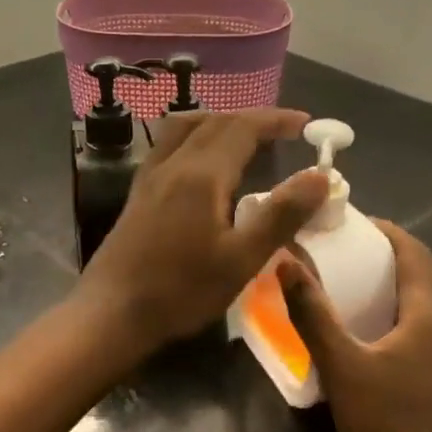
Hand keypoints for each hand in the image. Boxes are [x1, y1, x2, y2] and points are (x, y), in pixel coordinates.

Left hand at [76, 108, 329, 353]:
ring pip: (186, 128)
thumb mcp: (242, 259)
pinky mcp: (138, 193)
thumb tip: (320, 175)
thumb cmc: (181, 290)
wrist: (112, 313)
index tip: (306, 123)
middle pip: (215, 121)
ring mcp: (150, 176)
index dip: (276, 119)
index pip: (243, 127)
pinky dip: (194, 136)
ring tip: (243, 136)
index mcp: (202, 174)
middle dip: (252, 118)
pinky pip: (168, 145)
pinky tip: (199, 162)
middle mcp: (174, 164)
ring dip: (219, 121)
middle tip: (282, 130)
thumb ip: (281, 215)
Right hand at [278, 221, 431, 431]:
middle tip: (355, 252)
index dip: (388, 232)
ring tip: (367, 287)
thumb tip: (286, 262)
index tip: (355, 223)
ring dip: (406, 286)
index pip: (416, 253)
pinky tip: (386, 337)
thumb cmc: (384, 426)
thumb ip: (312, 313)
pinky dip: (414, 315)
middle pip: (431, 275)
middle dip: (396, 255)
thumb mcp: (340, 366)